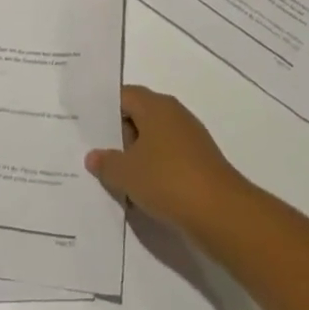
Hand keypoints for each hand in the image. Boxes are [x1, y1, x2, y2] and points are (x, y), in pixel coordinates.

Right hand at [85, 85, 248, 234]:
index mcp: (155, 106)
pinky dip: (153, 171)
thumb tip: (93, 156)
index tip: (86, 125)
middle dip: (118, 135)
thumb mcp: (127, 173)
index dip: (104, 108)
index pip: (123, 95)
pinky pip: (168, 159)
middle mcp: (174, 115)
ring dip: (136, 157)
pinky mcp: (200, 163)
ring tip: (114, 177)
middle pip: (139, 116)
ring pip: (153, 140)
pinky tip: (141, 193)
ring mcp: (190, 139)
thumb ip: (106, 163)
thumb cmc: (168, 180)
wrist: (222, 214)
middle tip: (96, 154)